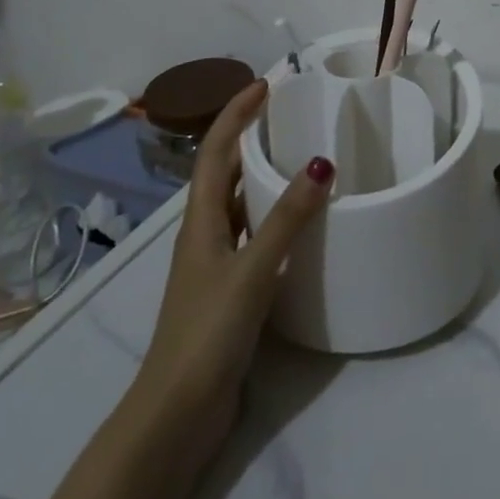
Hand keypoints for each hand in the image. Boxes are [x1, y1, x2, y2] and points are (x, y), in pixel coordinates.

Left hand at [135, 81, 333, 451]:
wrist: (178, 413)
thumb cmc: (207, 332)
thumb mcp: (252, 270)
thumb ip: (286, 219)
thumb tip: (321, 163)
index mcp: (200, 222)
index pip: (215, 152)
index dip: (236, 115)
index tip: (265, 85)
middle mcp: (205, 235)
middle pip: (225, 173)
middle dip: (252, 139)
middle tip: (293, 116)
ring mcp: (216, 264)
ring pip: (241, 205)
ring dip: (265, 177)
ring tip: (304, 158)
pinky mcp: (231, 290)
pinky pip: (256, 237)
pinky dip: (276, 218)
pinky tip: (304, 223)